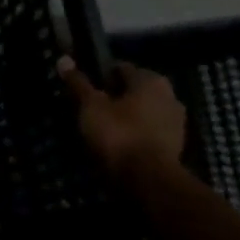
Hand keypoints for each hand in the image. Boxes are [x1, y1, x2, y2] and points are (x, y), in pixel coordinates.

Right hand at [57, 56, 186, 179]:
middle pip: (133, 91)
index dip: (99, 76)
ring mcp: (176, 123)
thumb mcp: (90, 106)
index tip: (83, 89)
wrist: (148, 180)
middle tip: (90, 109)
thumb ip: (79, 83)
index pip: (120, 68)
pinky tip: (117, 145)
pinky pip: (148, 132)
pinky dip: (134, 135)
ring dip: (125, 117)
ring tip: (101, 129)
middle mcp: (170, 96)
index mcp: (151, 80)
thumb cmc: (118, 134)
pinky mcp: (175, 146)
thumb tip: (63, 59)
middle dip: (114, 97)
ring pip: (142, 113)